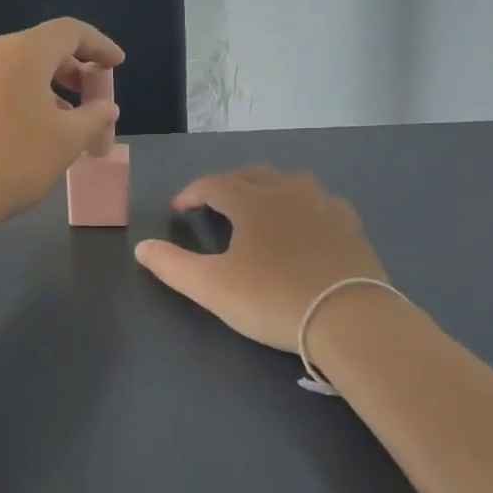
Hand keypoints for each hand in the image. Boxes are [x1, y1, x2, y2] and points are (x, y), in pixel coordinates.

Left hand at [0, 17, 123, 239]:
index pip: (70, 31)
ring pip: (20, 71)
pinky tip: (35, 134)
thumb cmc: (12, 159)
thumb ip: (94, 117)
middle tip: (95, 102)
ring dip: (51, 92)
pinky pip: (0, 88)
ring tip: (70, 127)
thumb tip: (106, 107)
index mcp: (22, 51)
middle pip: (44, 49)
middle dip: (76, 73)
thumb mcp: (66, 141)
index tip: (118, 65)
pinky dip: (26, 101)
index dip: (99, 46)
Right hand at [134, 167, 386, 350]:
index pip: (214, 183)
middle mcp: (288, 192)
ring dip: (268, 189)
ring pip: (291, 182)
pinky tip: (305, 226)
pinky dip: (303, 207)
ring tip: (260, 209)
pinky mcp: (351, 226)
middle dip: (229, 185)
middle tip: (215, 205)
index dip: (192, 193)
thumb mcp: (212, 287)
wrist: (349, 317)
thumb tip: (141, 247)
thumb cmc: (273, 298)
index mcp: (252, 201)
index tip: (179, 209)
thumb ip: (172, 265)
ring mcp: (324, 206)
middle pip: (253, 175)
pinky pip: (321, 203)